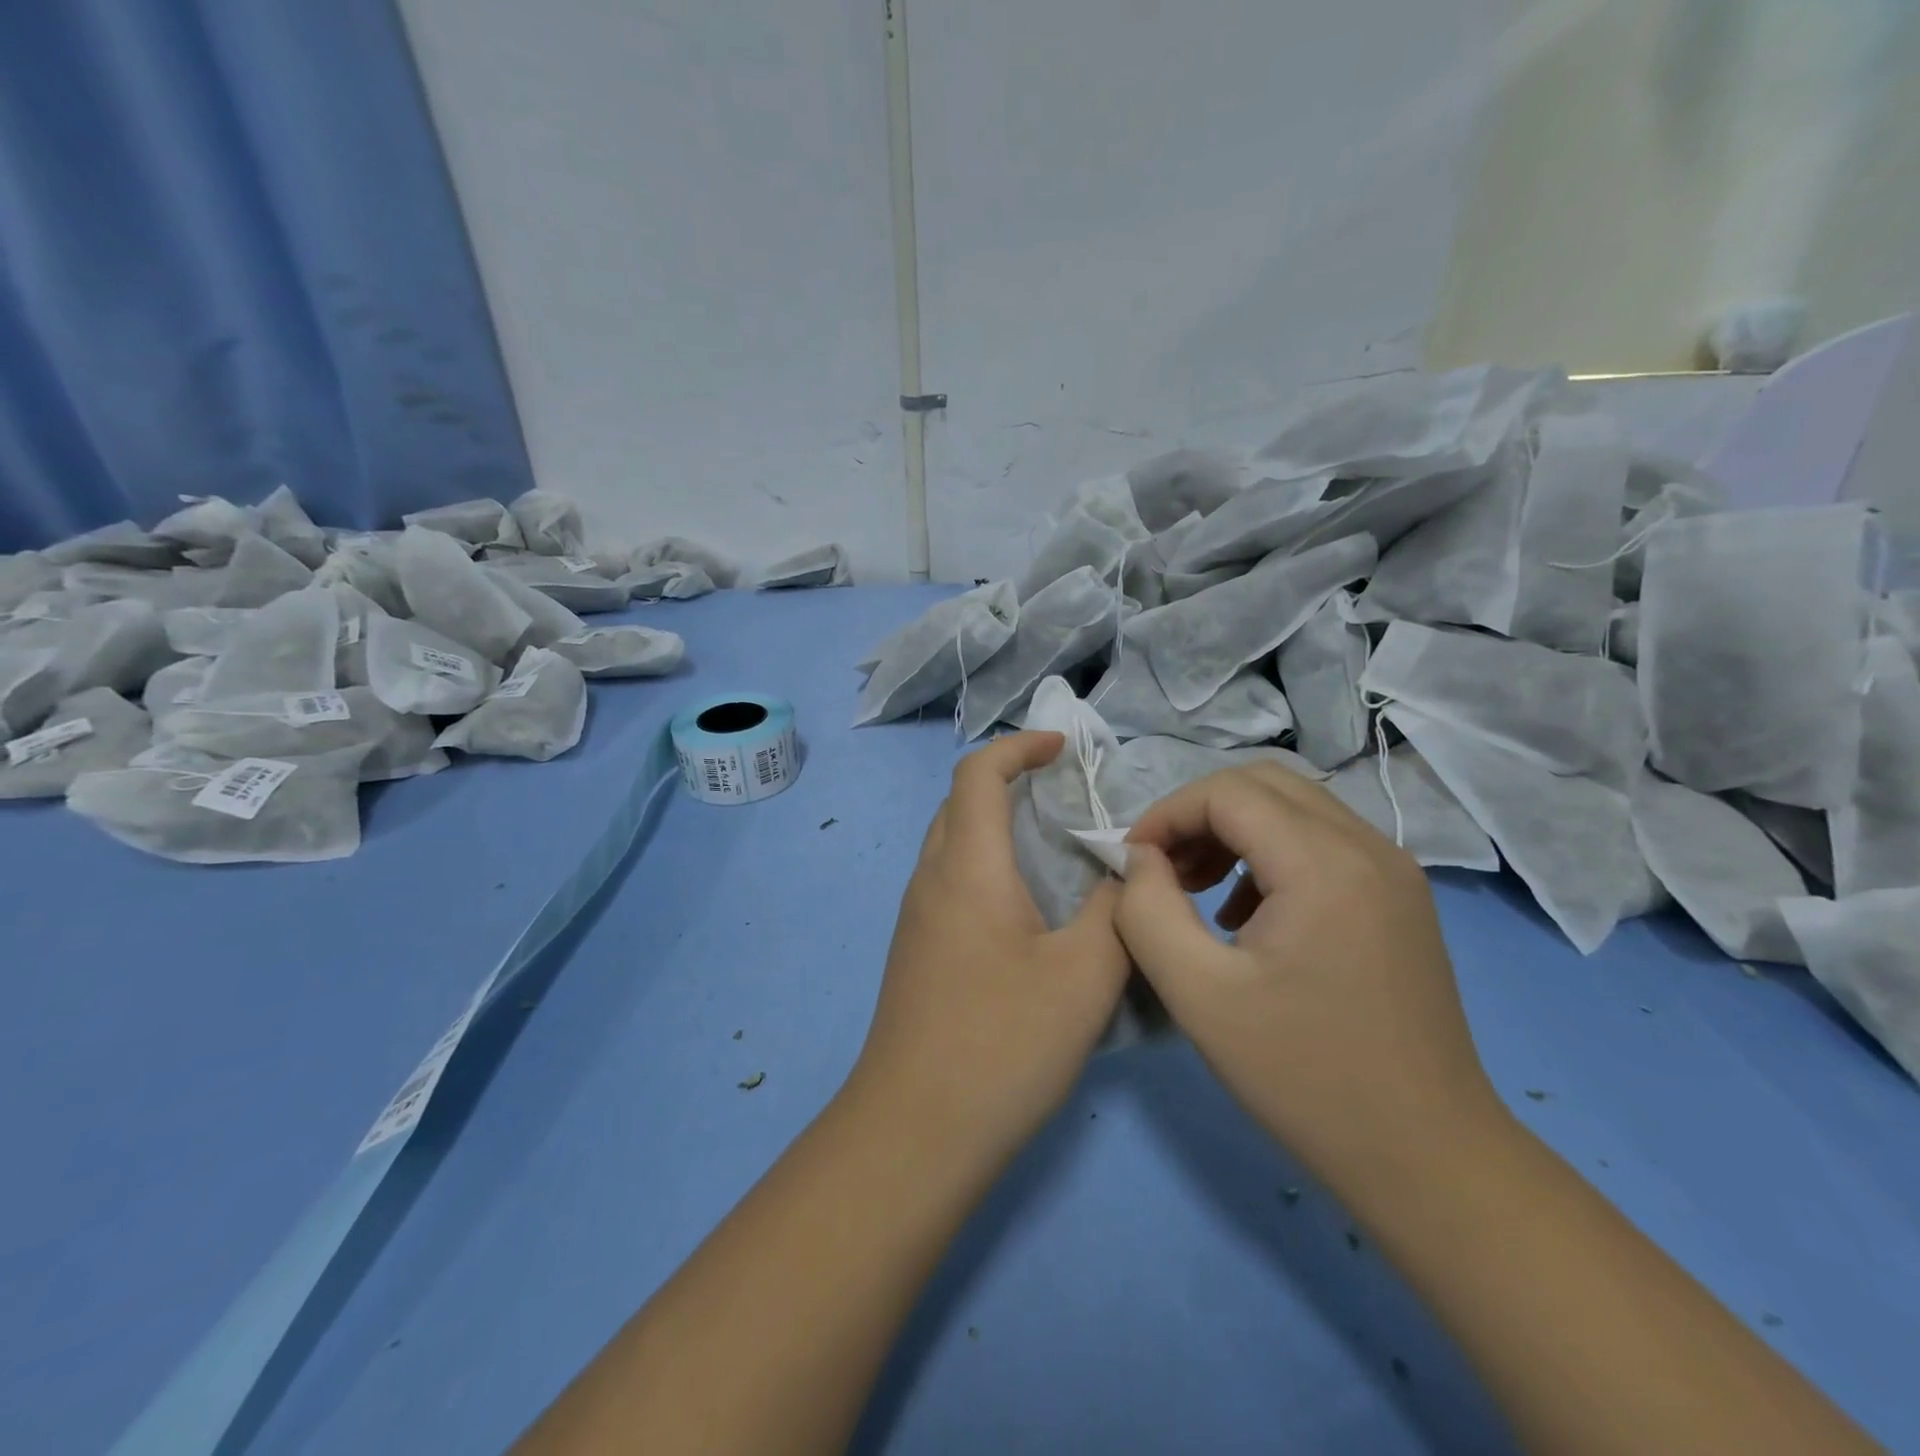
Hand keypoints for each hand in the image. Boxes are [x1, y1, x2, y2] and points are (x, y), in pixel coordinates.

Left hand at [853, 732, 1130, 1162]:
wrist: (915, 1130)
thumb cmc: (1001, 1043)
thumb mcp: (1084, 975)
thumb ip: (1115, 910)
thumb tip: (1125, 870)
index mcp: (967, 866)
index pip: (978, 773)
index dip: (1020, 746)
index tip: (1064, 748)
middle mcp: (931, 879)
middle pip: (960, 802)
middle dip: (1010, 782)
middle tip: (1067, 797)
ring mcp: (916, 918)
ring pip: (953, 844)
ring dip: (998, 826)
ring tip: (1057, 850)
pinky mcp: (917, 952)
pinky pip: (951, 882)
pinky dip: (988, 866)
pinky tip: (1028, 911)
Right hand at [1117, 762, 1502, 1201]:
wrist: (1427, 1157)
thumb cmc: (1303, 1077)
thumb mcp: (1197, 993)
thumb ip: (1147, 910)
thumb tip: (1139, 858)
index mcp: (1325, 864)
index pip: (1226, 792)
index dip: (1166, 814)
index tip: (1130, 862)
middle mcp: (1369, 846)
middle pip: (1263, 783)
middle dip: (1197, 813)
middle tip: (1162, 868)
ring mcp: (1393, 868)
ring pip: (1293, 806)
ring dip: (1232, 829)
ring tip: (1197, 888)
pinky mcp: (1399, 896)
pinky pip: (1321, 839)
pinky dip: (1269, 851)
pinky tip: (1247, 913)